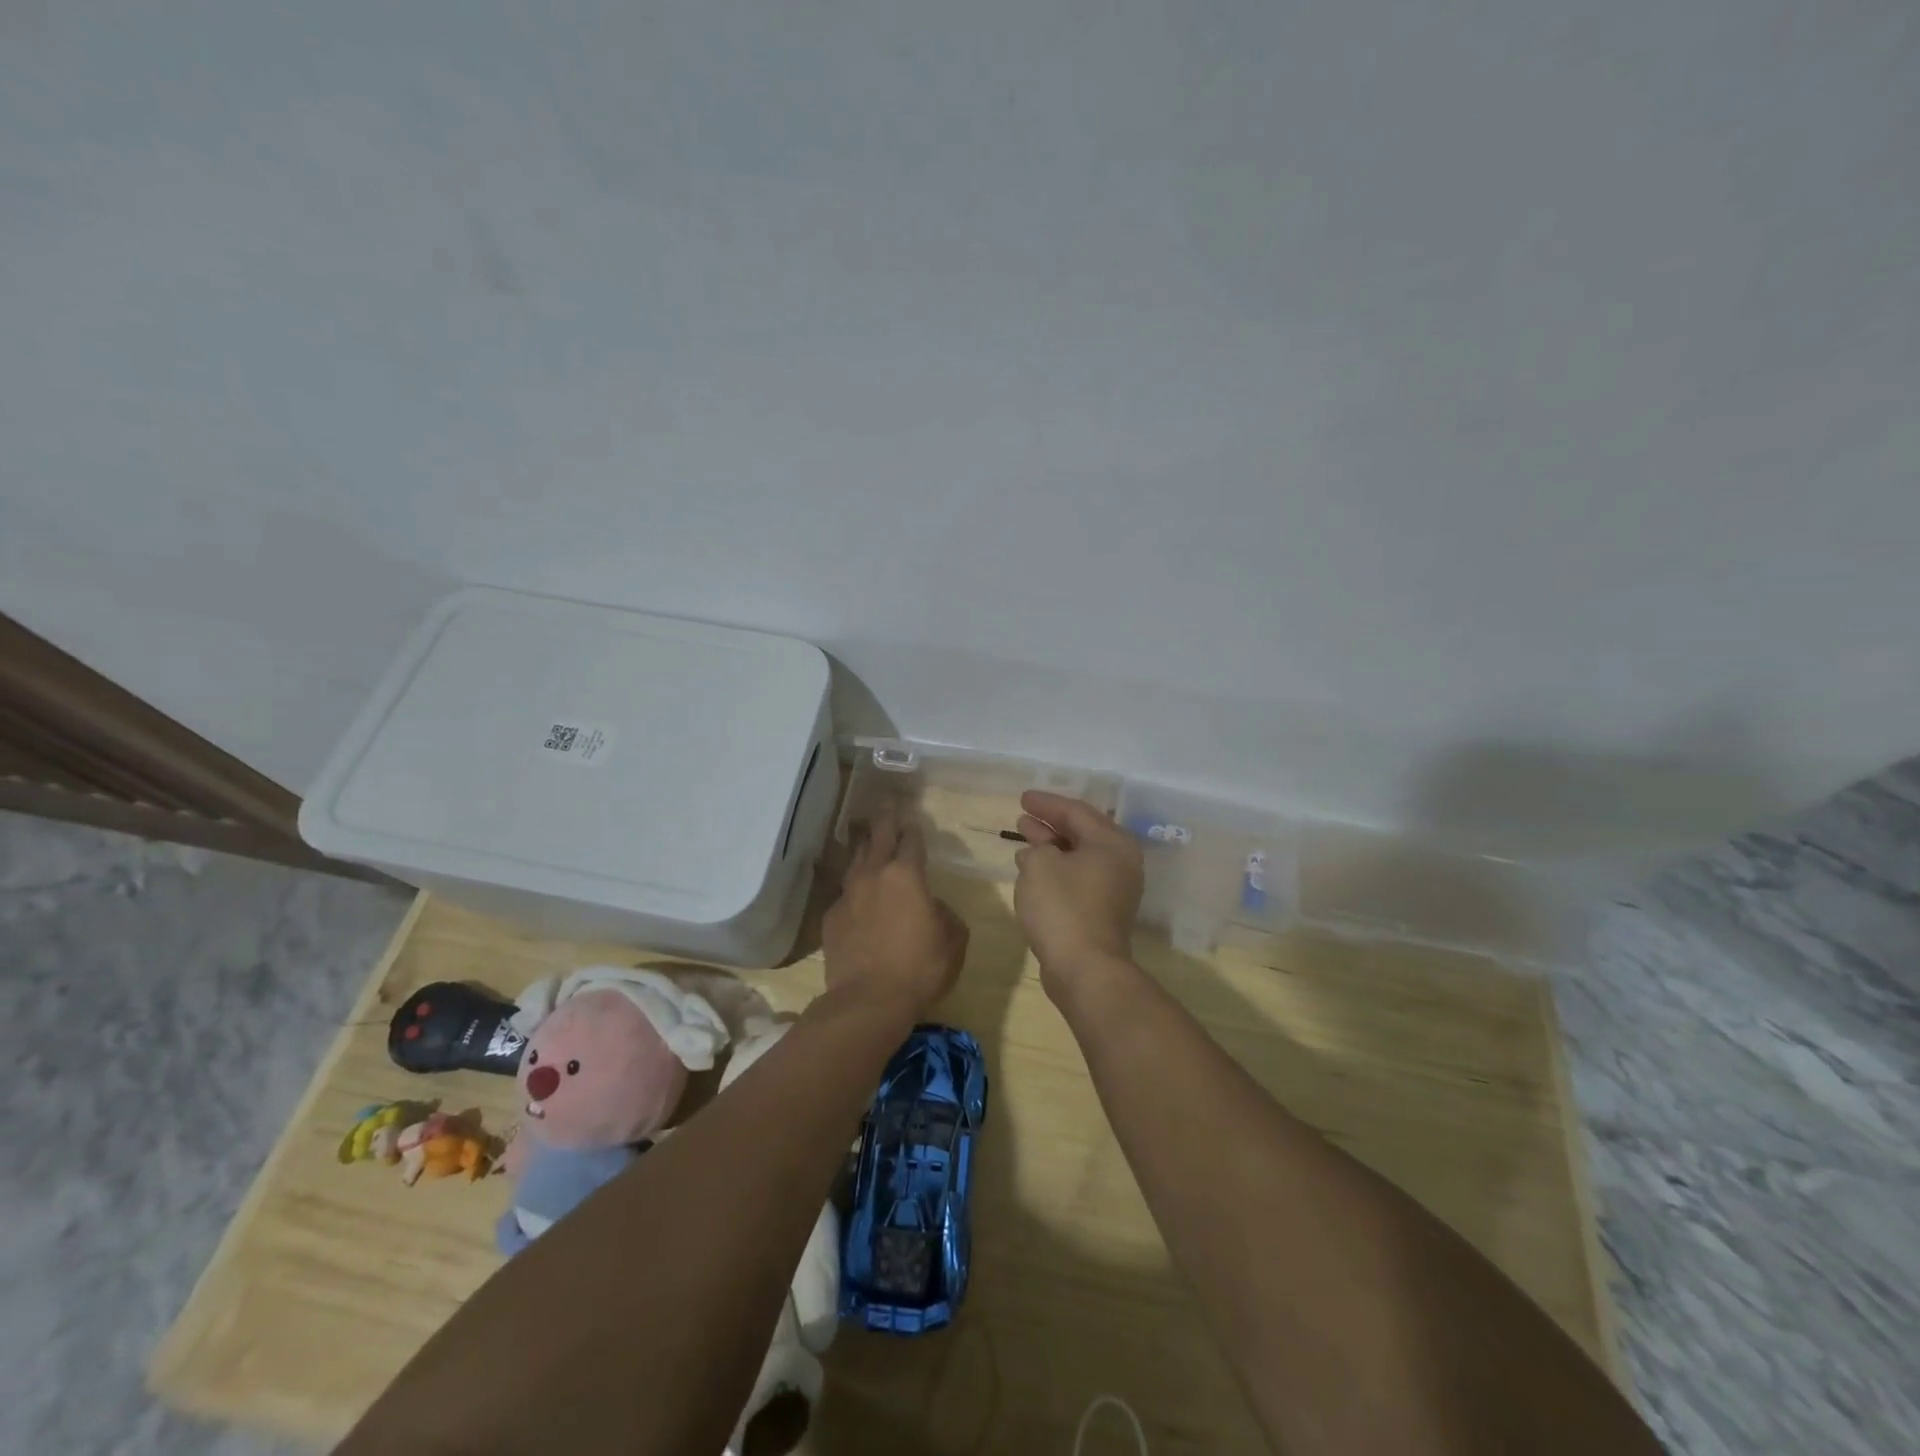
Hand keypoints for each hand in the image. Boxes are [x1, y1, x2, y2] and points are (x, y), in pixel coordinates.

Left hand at [822, 807, 967, 1015]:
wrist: (868, 1001)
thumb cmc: (920, 968)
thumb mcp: (953, 940)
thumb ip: (946, 914)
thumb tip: (934, 908)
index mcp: (907, 875)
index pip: (911, 839)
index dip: (913, 827)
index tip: (913, 818)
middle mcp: (874, 875)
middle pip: (878, 837)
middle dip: (884, 819)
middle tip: (886, 805)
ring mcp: (848, 895)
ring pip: (855, 859)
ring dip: (864, 846)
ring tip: (866, 838)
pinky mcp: (831, 918)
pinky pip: (844, 892)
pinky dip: (853, 886)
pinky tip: (856, 893)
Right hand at [1013, 791, 1143, 998]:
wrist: (1084, 968)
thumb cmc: (1063, 907)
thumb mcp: (1040, 864)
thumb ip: (1038, 847)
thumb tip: (1040, 852)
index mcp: (1112, 843)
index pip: (1077, 811)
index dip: (1047, 803)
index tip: (1022, 798)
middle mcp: (1120, 862)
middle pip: (1081, 833)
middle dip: (1050, 824)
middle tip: (1023, 816)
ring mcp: (1114, 889)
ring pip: (1079, 857)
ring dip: (1051, 847)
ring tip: (1024, 839)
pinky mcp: (1102, 912)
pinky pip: (1077, 878)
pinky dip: (1056, 870)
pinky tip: (1033, 870)